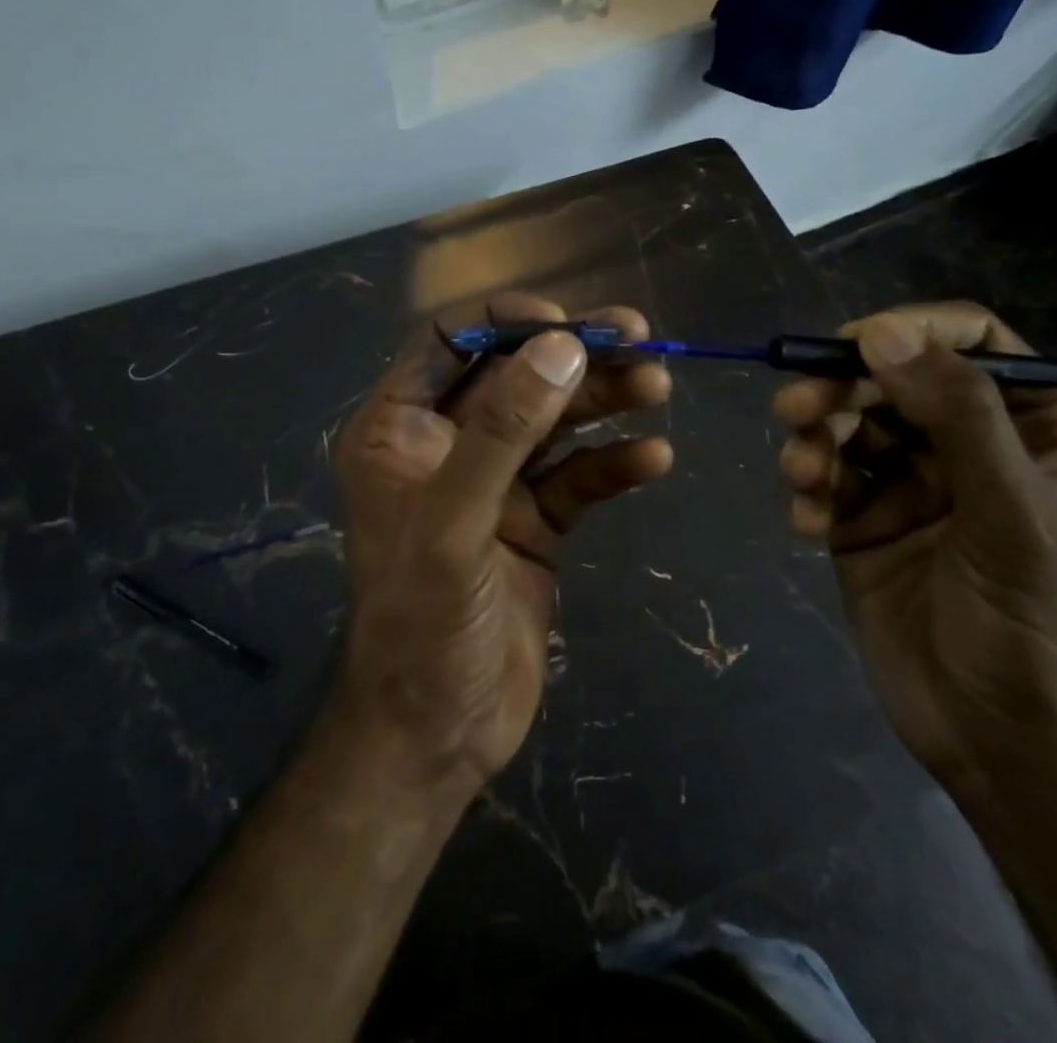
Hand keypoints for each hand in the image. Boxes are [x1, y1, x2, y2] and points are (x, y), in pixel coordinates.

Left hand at [331, 294, 672, 794]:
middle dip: (573, 356)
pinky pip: (577, 478)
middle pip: (514, 376)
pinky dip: (612, 463)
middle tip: (640, 338)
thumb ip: (503, 429)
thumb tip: (561, 345)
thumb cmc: (421, 621)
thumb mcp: (454, 519)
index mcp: (399, 428)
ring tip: (657, 385)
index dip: (504, 322)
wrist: (438, 732)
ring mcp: (493, 484)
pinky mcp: (533, 523)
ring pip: (552, 422)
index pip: (447, 342)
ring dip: (603, 401)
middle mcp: (445, 445)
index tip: (565, 323)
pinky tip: (654, 458)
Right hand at [773, 302, 1056, 797]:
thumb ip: (956, 415)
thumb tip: (880, 334)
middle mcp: (970, 446)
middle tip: (793, 407)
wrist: (1001, 742)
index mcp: (1036, 430)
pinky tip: (807, 524)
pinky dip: (809, 491)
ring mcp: (912, 483)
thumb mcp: (1011, 512)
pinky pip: (825, 479)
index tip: (855, 346)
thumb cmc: (1033, 624)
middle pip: (894, 380)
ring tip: (799, 473)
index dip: (913, 331)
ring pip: (849, 424)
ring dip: (814, 440)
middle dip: (840, 388)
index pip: (973, 343)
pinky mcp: (863, 520)